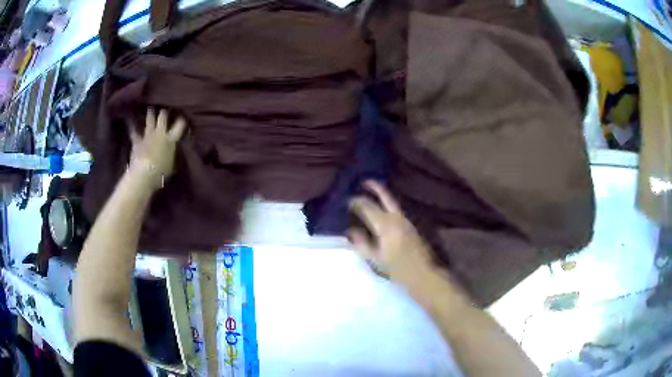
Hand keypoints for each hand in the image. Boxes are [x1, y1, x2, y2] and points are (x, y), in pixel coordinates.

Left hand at [129, 108, 186, 188]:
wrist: (144, 174)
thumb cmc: (161, 172)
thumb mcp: (171, 166)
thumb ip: (172, 155)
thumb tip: (174, 151)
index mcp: (171, 139)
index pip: (180, 125)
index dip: (182, 118)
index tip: (184, 114)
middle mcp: (160, 133)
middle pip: (163, 117)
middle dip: (164, 109)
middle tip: (165, 103)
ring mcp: (148, 135)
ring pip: (149, 119)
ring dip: (150, 112)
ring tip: (150, 105)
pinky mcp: (137, 140)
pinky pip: (133, 131)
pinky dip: (131, 125)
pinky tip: (129, 119)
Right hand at [348, 181, 434, 285]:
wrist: (423, 274)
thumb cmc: (397, 269)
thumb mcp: (375, 259)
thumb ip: (361, 243)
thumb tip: (350, 231)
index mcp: (385, 224)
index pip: (367, 206)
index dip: (355, 201)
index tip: (346, 201)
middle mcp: (396, 217)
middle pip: (384, 195)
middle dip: (373, 186)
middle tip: (363, 181)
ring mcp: (406, 220)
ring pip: (392, 201)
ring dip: (381, 194)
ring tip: (370, 193)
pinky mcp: (411, 226)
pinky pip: (396, 209)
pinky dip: (387, 204)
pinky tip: (382, 210)